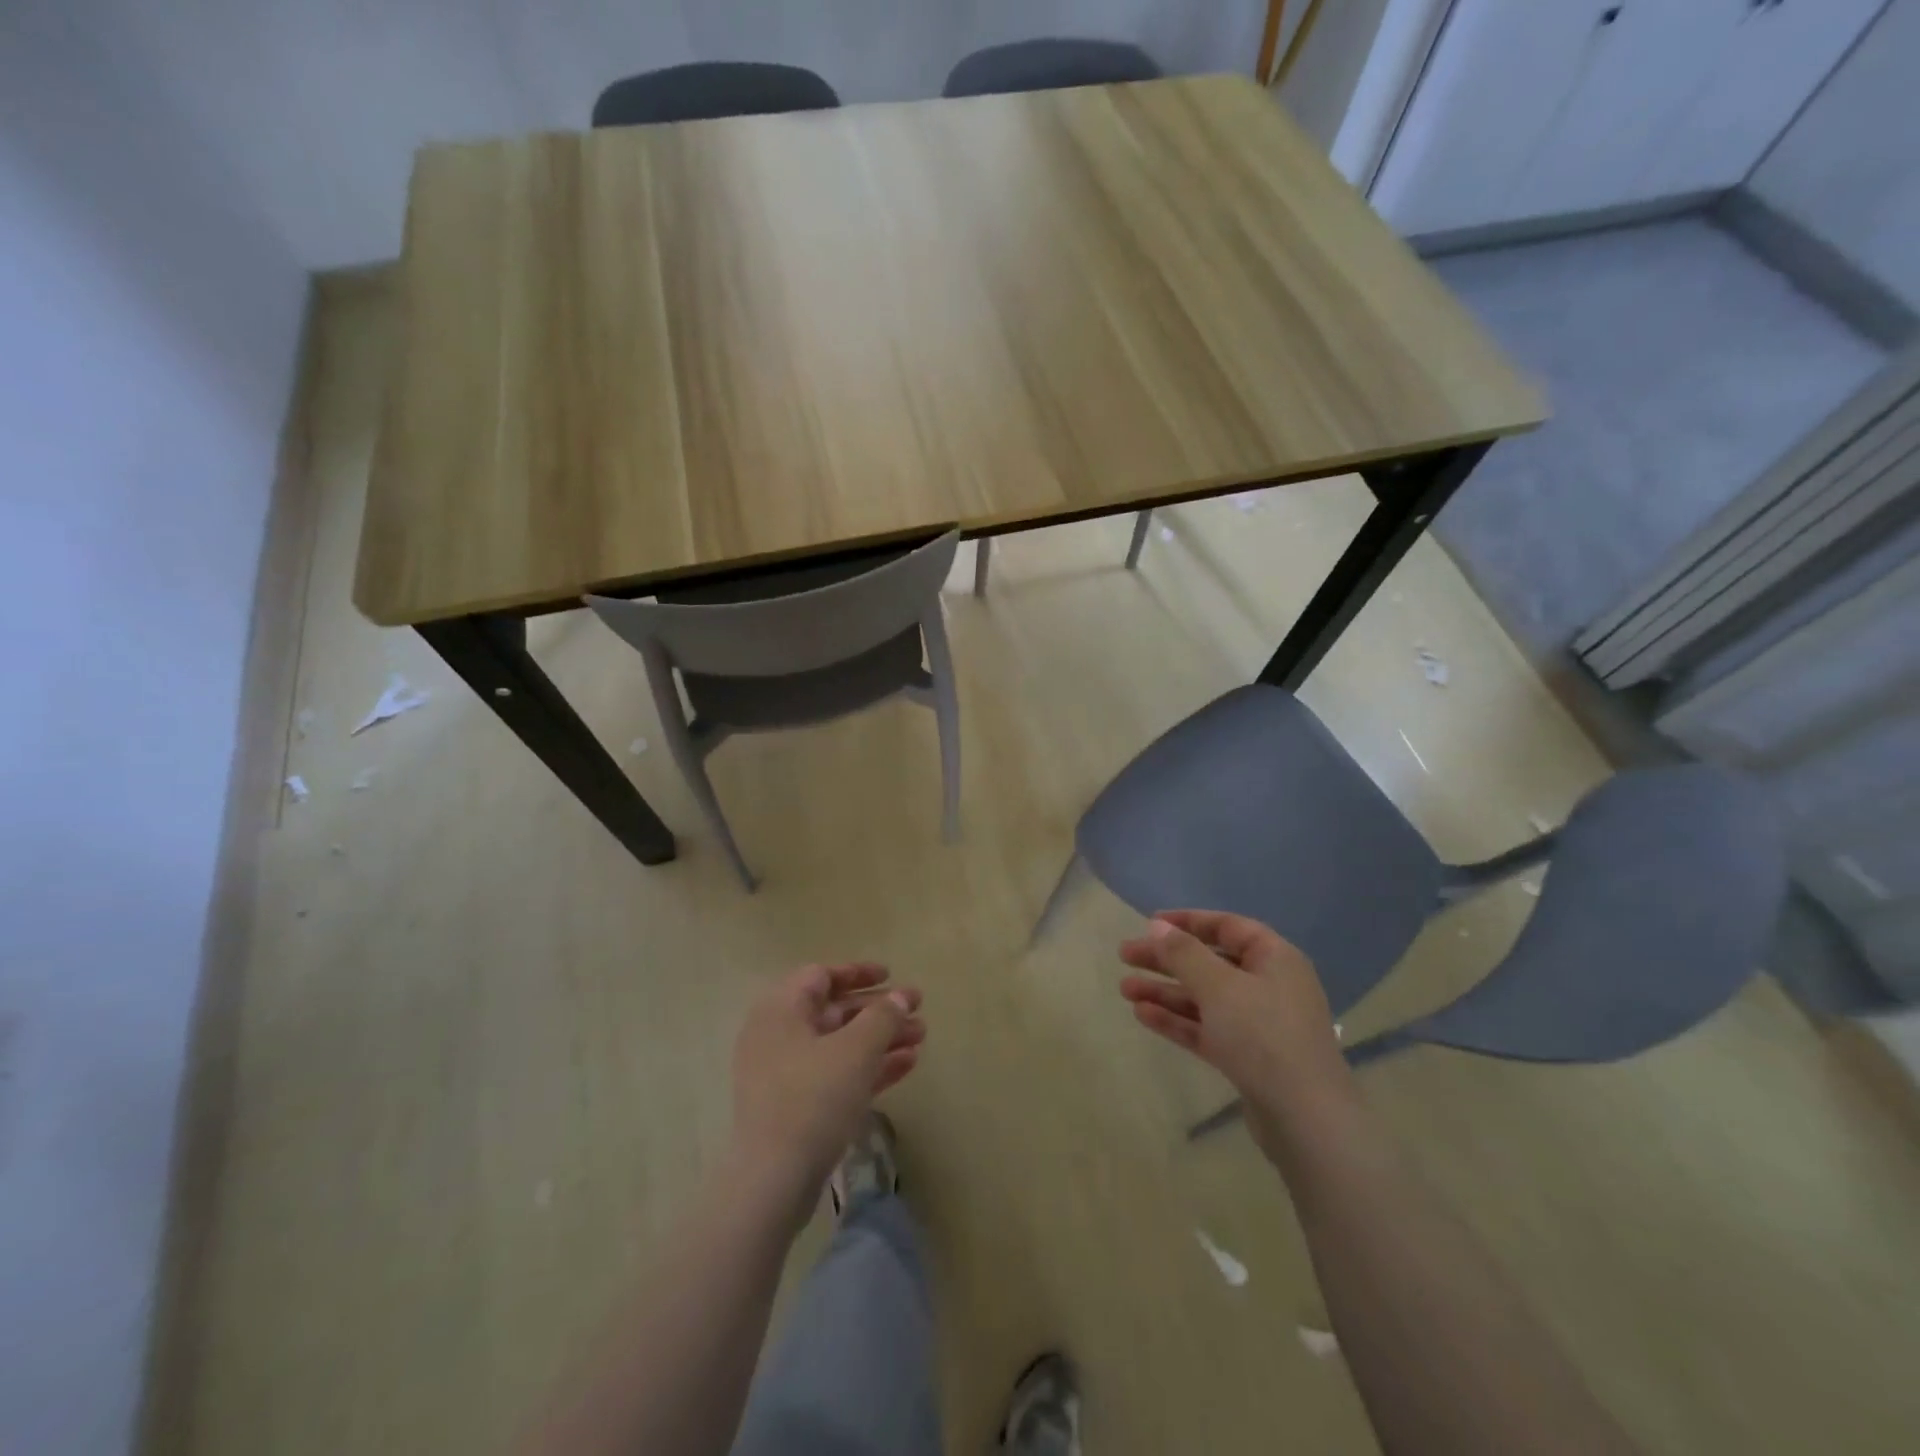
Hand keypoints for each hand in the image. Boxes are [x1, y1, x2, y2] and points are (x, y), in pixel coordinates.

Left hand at [730, 963, 924, 1203]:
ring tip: (922, 1038)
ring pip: (840, 1045)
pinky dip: (869, 1067)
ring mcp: (785, 1074)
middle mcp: (778, 1036)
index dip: (858, 972)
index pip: (820, 976)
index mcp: (780, 1011)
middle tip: (918, 1011)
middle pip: (834, 1011)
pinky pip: (837, 1074)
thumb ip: (883, 1017)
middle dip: (879, 1010)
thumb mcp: (856, 1050)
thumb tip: (901, 996)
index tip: (891, 976)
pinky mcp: (796, 1108)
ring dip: (881, 1039)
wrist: (773, 1181)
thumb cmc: (813, 1098)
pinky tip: (907, 1065)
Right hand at [1119, 911, 1358, 1158]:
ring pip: (1204, 998)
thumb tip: (1157, 926)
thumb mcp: (1218, 986)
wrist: (1306, 1119)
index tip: (1149, 923)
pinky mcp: (1248, 1058)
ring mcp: (1259, 1024)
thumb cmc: (1263, 1035)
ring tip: (1125, 990)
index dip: (1188, 921)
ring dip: (1165, 992)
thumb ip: (1184, 953)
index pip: (1227, 927)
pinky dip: (1177, 1021)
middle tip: (1125, 956)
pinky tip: (1143, 1015)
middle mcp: (1269, 986)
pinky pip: (1207, 1028)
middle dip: (1166, 959)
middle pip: (1210, 962)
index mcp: (1274, 959)